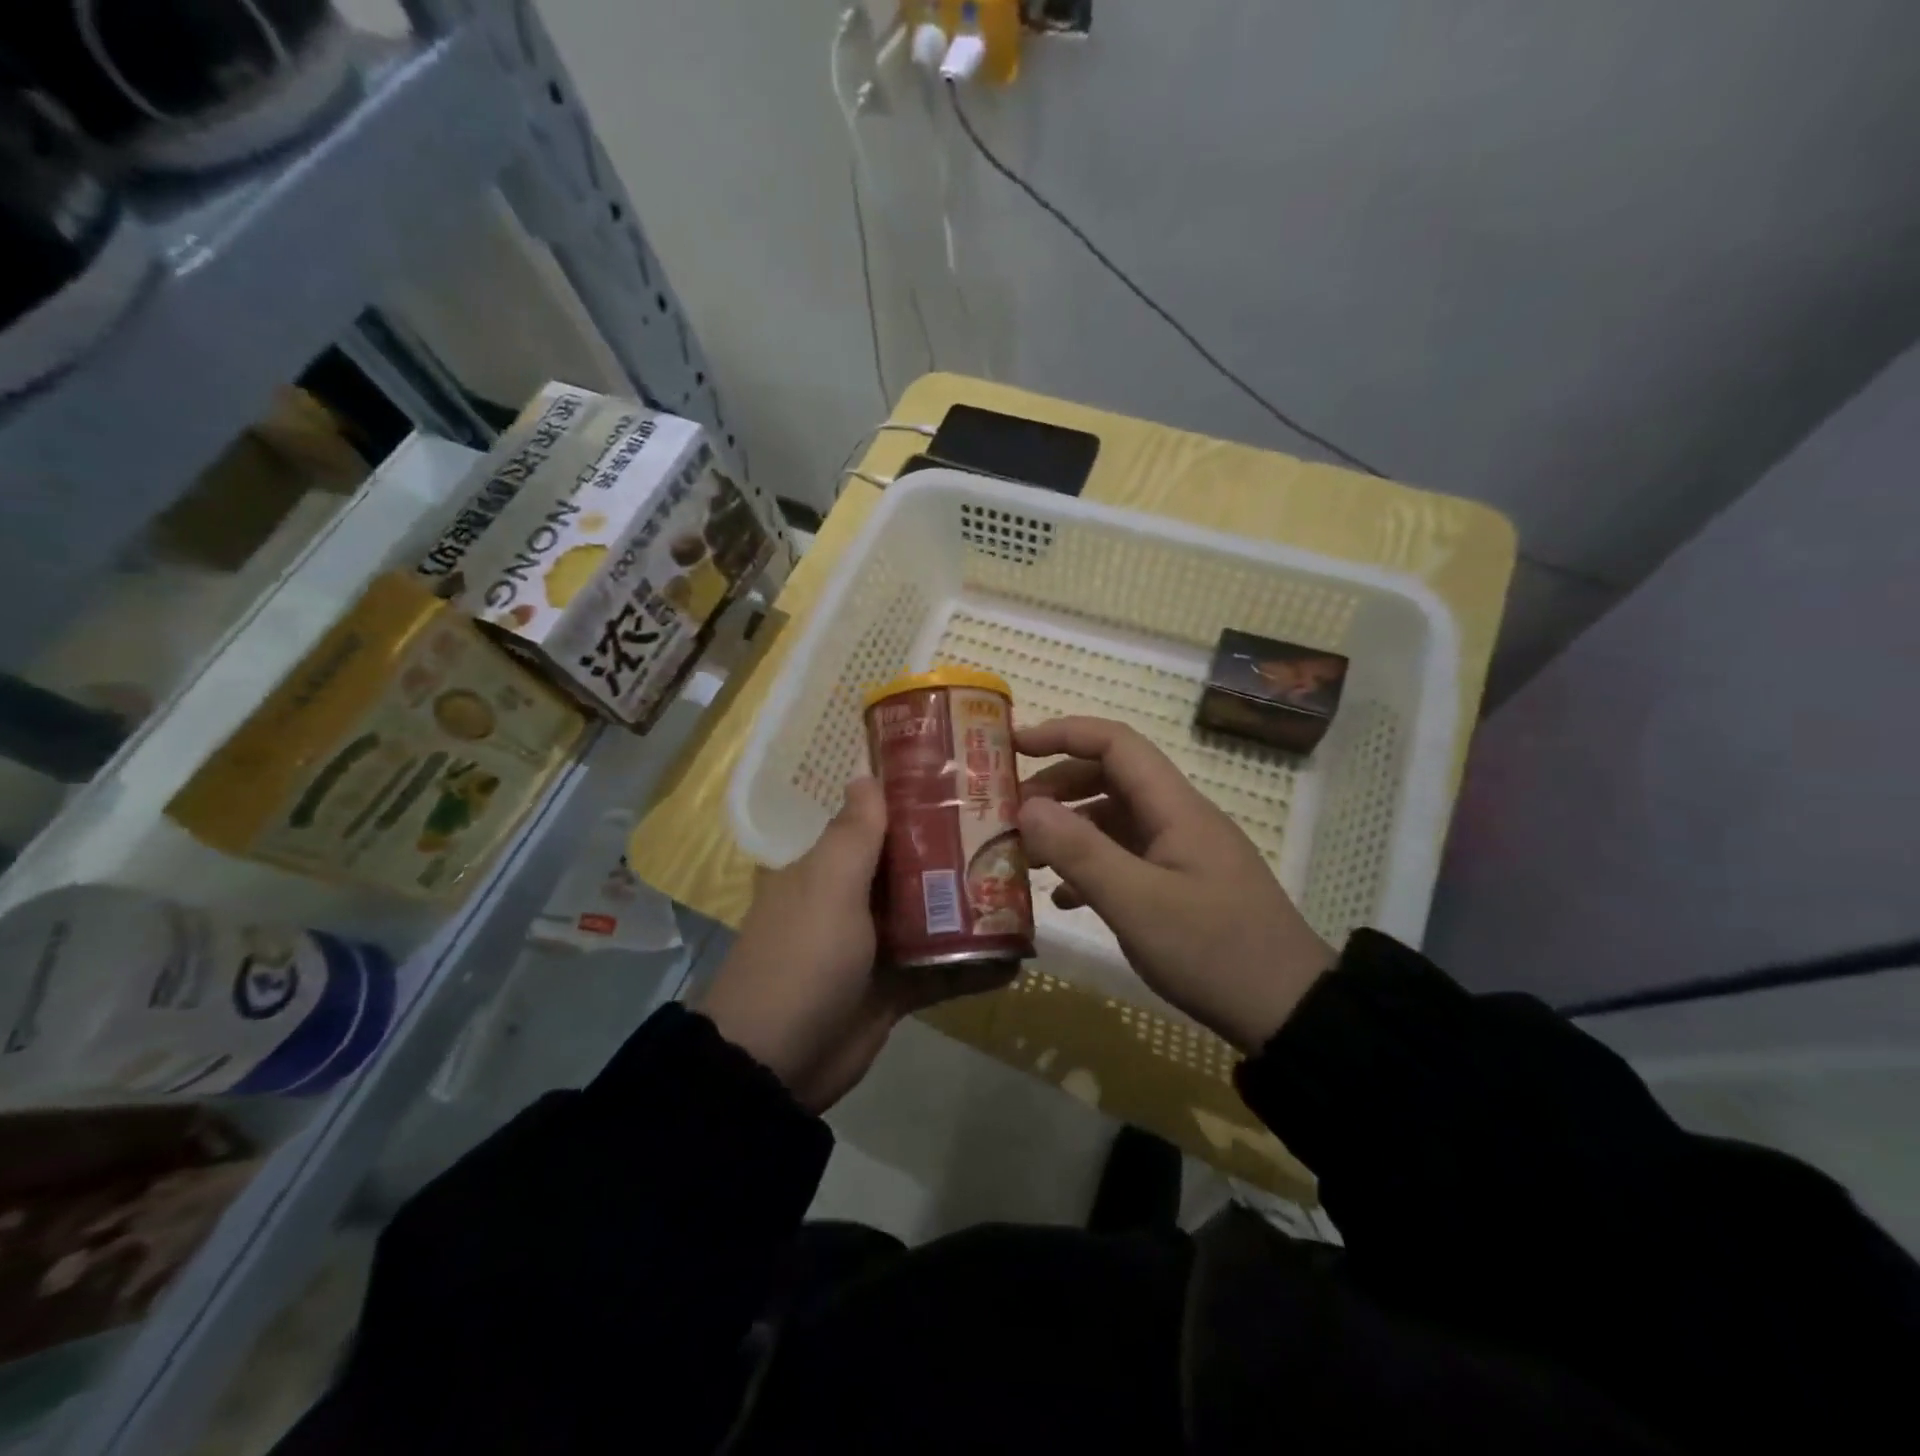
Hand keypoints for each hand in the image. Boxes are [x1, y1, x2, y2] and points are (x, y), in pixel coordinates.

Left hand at [696, 778, 1007, 1111]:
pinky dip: (973, 964)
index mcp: (829, 869)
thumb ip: (854, 835)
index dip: (920, 804)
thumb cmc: (803, 958)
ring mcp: (875, 947)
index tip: (970, 787)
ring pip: (931, 917)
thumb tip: (865, 775)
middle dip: (958, 855)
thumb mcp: (827, 887)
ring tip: (1025, 890)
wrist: (775, 1064)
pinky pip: (940, 968)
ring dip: (971, 909)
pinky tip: (1016, 958)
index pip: (879, 823)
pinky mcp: (894, 990)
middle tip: (1015, 838)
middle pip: (913, 868)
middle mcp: (852, 900)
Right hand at [1017, 717, 1335, 1051]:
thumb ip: (1079, 851)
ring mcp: (1183, 854)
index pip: (1116, 743)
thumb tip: (1026, 806)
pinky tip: (1064, 899)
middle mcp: (1179, 819)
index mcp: (1175, 808)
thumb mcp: (1137, 903)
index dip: (1064, 734)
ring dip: (1069, 830)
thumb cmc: (1213, 951)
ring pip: (1115, 820)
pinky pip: (1127, 858)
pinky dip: (1091, 867)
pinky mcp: (1183, 886)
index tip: (1013, 746)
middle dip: (1057, 787)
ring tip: (1026, 858)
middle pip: (1111, 778)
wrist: (1289, 1014)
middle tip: (1011, 815)